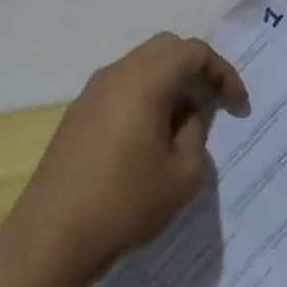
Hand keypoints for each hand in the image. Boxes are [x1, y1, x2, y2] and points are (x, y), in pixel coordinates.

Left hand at [4, 33, 249, 286]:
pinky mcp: (77, 114)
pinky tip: (152, 135)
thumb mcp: (183, 174)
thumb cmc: (125, 204)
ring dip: (170, 81)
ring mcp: (91, 92)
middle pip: (166, 48)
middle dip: (197, 68)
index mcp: (144, 81)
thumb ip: (196, 132)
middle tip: (215, 102)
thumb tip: (188, 116)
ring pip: (142, 65)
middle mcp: (116, 74)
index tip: (237, 107)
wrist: (50, 239)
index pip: (194, 52)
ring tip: (186, 122)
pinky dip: (146, 95)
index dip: (223, 73)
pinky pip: (122, 86)